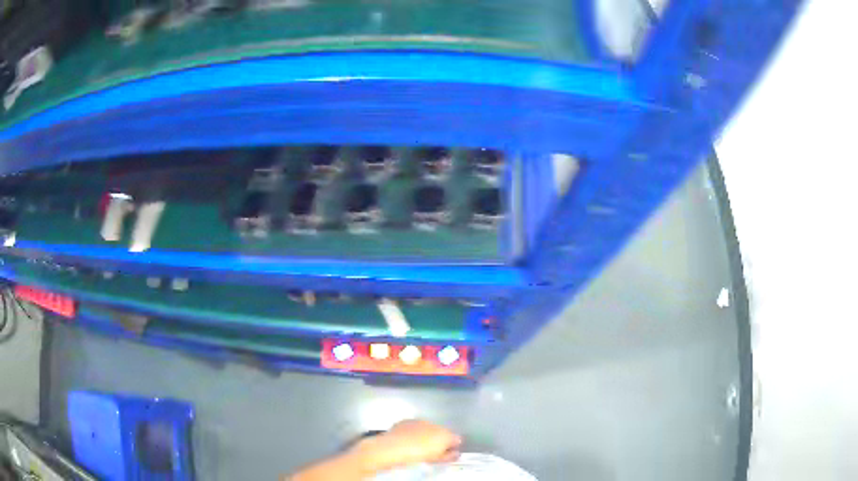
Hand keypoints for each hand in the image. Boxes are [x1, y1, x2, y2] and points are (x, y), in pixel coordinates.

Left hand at [349, 420, 462, 472]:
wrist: (392, 448)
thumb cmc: (418, 454)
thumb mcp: (437, 458)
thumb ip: (449, 454)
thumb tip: (455, 452)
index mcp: (444, 432)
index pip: (454, 437)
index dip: (452, 446)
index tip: (448, 454)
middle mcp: (433, 423)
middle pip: (441, 431)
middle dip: (438, 440)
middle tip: (433, 452)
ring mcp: (416, 421)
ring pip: (426, 429)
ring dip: (425, 436)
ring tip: (419, 447)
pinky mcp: (402, 422)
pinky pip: (412, 428)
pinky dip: (412, 433)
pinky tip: (407, 442)